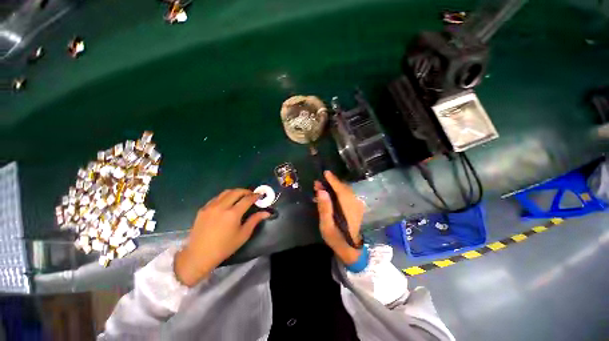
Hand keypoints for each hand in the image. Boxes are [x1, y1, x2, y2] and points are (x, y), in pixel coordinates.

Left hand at [174, 189, 269, 286]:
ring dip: (235, 192)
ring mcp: (210, 207)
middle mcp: (221, 206)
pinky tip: (226, 203)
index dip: (255, 196)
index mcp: (233, 214)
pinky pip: (216, 198)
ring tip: (240, 197)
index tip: (259, 195)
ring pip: (225, 192)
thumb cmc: (224, 247)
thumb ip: (255, 220)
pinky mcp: (203, 209)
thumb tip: (266, 213)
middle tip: (251, 195)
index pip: (247, 199)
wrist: (199, 255)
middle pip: (236, 192)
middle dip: (246, 191)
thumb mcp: (243, 235)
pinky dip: (224, 197)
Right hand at [315, 171, 364, 264]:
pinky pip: (347, 194)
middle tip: (318, 183)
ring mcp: (357, 205)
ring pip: (346, 190)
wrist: (350, 249)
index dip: (333, 180)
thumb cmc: (336, 238)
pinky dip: (338, 191)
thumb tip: (322, 191)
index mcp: (348, 208)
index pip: (341, 190)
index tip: (326, 172)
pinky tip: (330, 194)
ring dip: (334, 186)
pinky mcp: (356, 207)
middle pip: (343, 188)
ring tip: (322, 187)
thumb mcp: (326, 226)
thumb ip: (324, 208)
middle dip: (331, 183)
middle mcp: (354, 204)